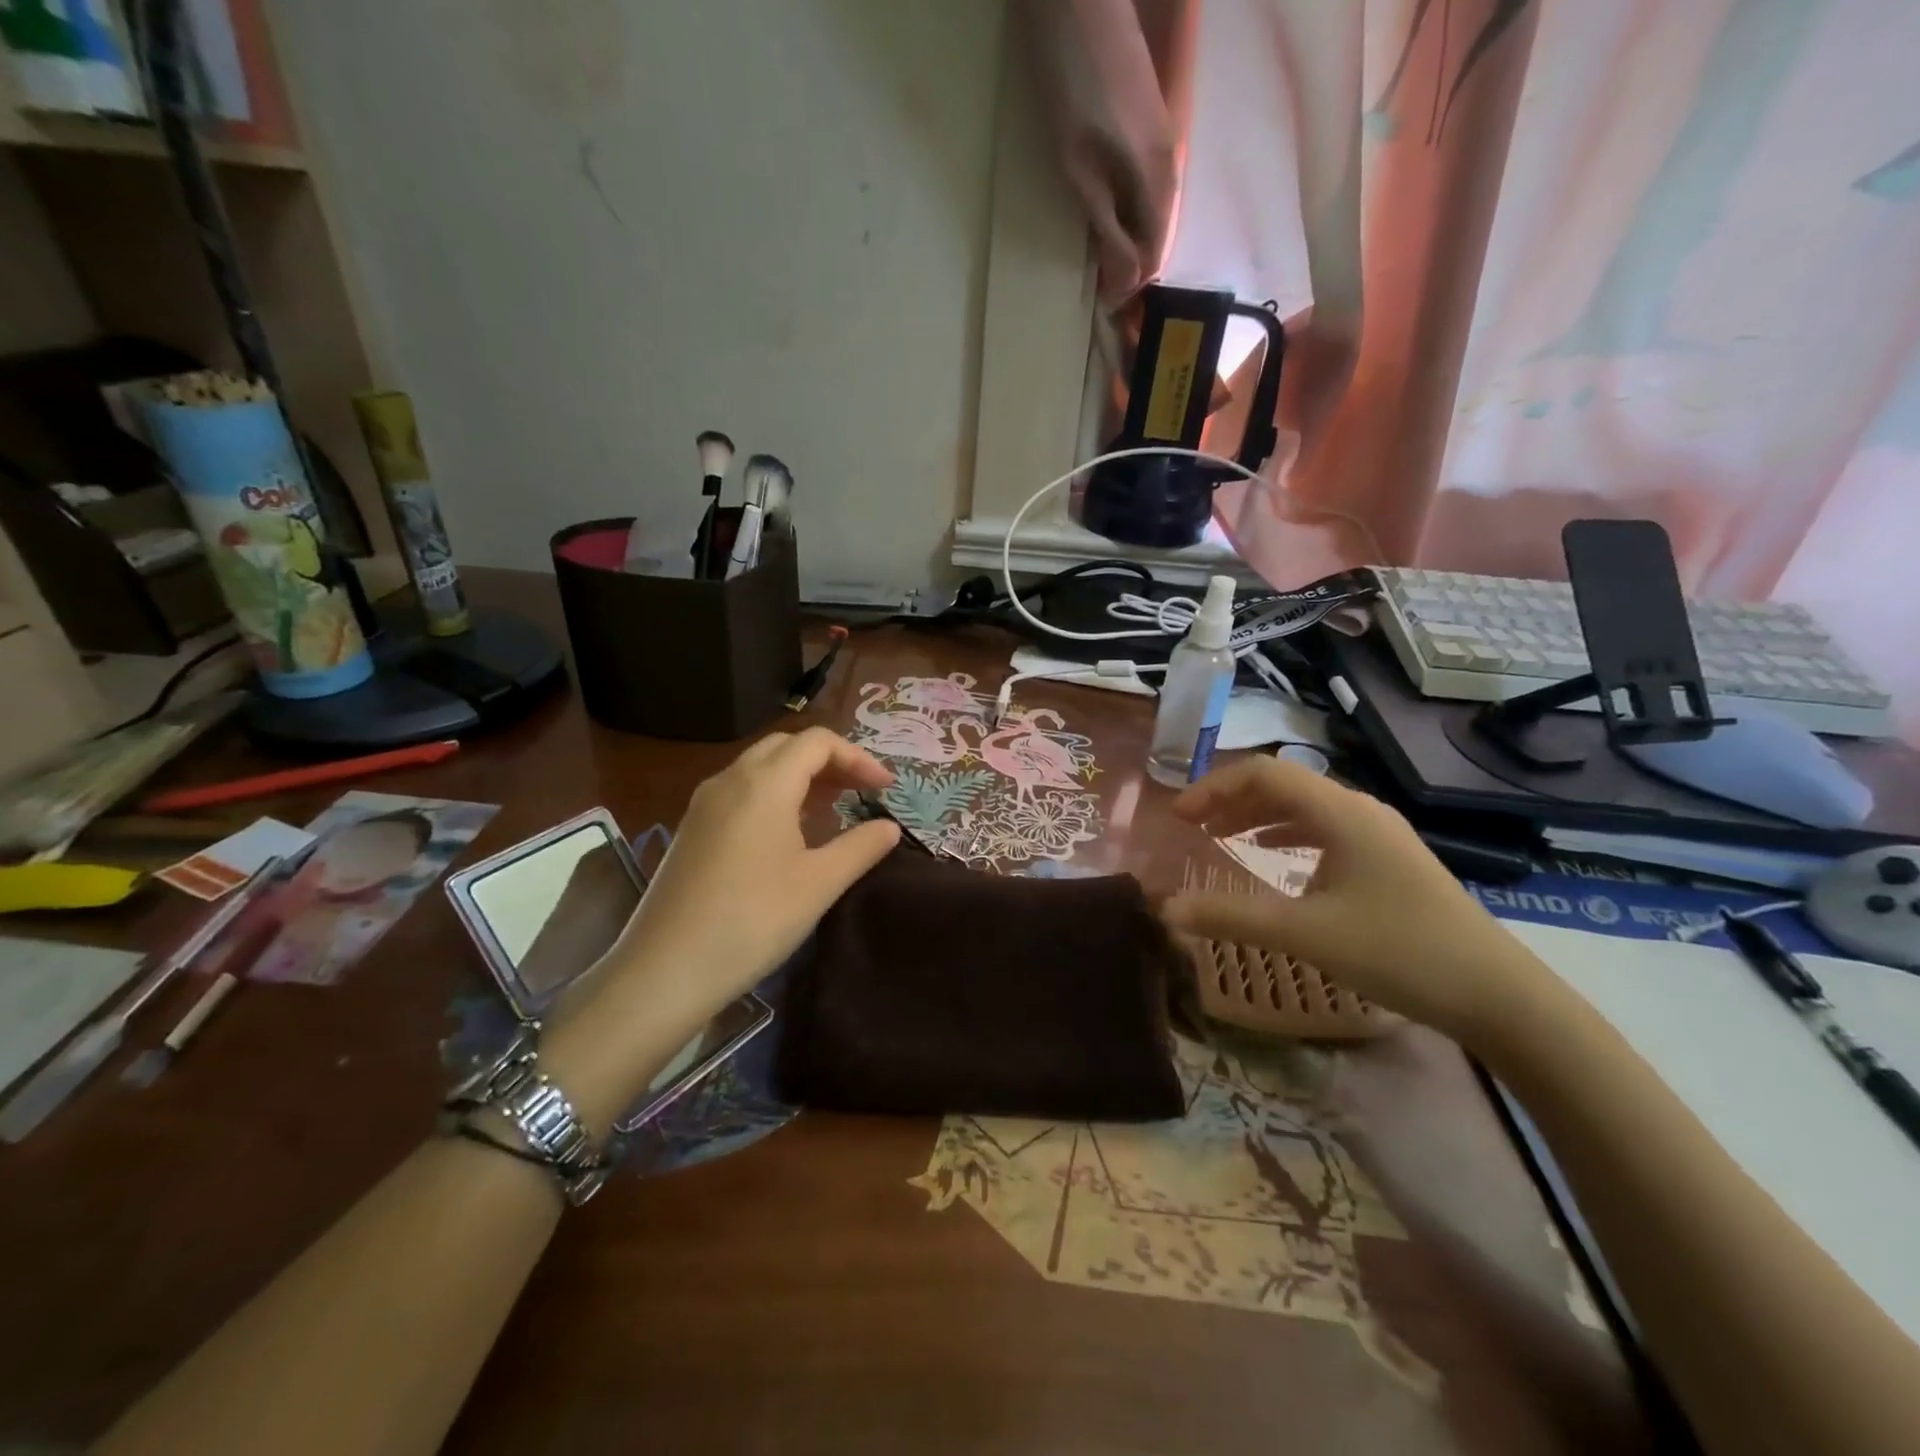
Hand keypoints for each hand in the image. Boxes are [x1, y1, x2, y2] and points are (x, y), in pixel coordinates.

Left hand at [605, 728, 898, 1010]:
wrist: (665, 969)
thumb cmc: (753, 920)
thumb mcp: (819, 884)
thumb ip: (861, 847)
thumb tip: (890, 828)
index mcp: (764, 782)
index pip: (818, 742)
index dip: (858, 758)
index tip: (886, 789)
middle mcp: (730, 779)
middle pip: (787, 746)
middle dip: (830, 761)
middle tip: (861, 792)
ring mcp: (704, 804)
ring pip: (760, 768)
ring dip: (801, 777)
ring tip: (833, 808)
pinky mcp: (692, 829)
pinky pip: (741, 792)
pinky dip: (774, 795)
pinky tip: (789, 833)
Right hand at [1161, 757, 1542, 1041]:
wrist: (1496, 995)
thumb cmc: (1397, 951)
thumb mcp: (1304, 933)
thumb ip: (1230, 917)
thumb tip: (1166, 909)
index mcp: (1340, 811)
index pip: (1263, 772)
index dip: (1214, 787)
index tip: (1179, 817)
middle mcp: (1359, 810)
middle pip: (1283, 785)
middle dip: (1231, 800)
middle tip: (1191, 827)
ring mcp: (1379, 835)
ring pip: (1304, 808)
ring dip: (1257, 817)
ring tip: (1221, 838)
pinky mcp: (1389, 860)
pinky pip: (1325, 831)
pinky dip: (1287, 837)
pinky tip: (1275, 862)